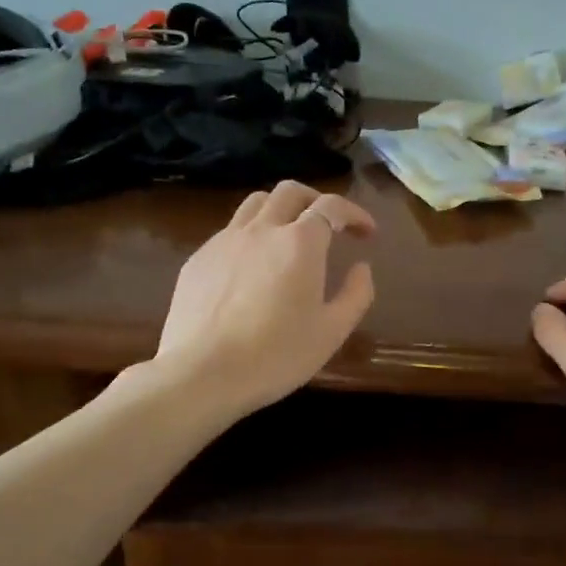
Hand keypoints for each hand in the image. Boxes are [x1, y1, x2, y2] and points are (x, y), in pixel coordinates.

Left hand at [154, 180, 377, 416]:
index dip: (354, 213)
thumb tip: (362, 268)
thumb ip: (356, 294)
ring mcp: (224, 240)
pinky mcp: (198, 258)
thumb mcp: (332, 332)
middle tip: (329, 225)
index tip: (367, 233)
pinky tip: (252, 267)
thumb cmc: (276, 355)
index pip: (332, 206)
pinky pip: (230, 231)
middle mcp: (262, 229)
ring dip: (280, 210)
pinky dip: (251, 235)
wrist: (202, 373)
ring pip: (256, 203)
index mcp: (300, 242)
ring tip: (289, 236)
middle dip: (316, 200)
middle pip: (291, 192)